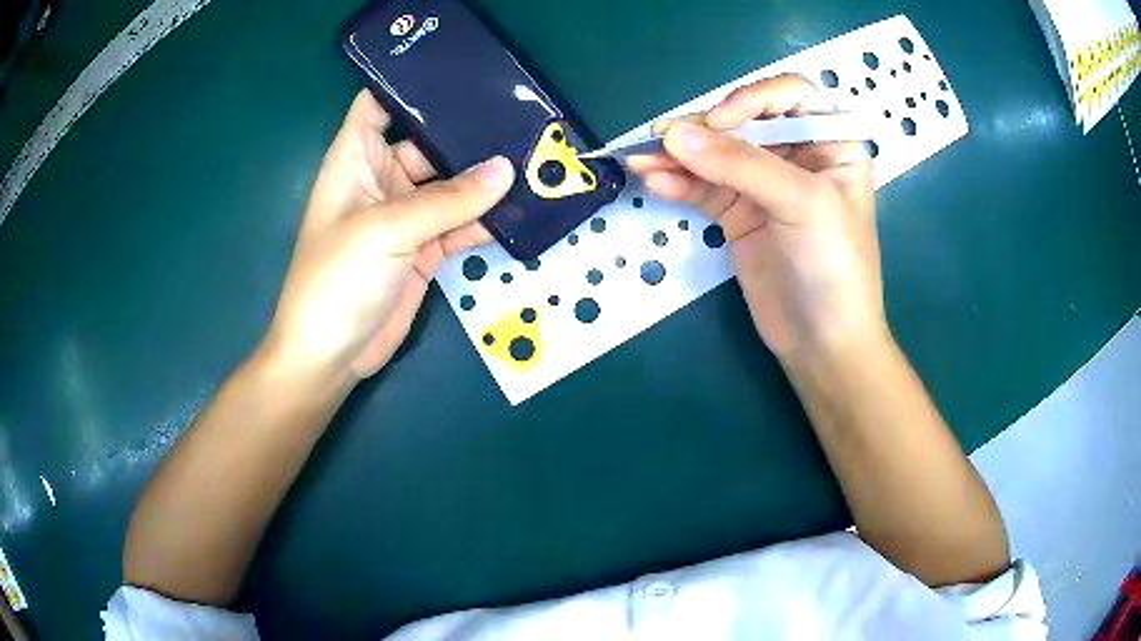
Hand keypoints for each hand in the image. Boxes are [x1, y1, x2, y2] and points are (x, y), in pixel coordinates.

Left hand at [263, 91, 513, 377]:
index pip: (379, 103)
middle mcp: (381, 178)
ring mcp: (405, 215)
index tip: (459, 69)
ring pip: (451, 185)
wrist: (331, 356)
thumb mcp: (386, 230)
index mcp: (356, 158)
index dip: (410, 82)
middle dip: (468, 132)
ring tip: (536, 157)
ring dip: (486, 179)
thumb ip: (448, 200)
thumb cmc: (336, 279)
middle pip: (428, 141)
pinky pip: (460, 224)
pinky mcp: (424, 249)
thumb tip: (508, 169)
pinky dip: (487, 218)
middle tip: (522, 116)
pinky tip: (523, 207)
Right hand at [627, 74, 883, 363]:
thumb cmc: (835, 266)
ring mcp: (764, 184)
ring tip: (639, 157)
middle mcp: (797, 155)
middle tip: (661, 138)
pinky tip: (654, 180)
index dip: (751, 98)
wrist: (822, 342)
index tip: (719, 122)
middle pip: (743, 120)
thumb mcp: (801, 204)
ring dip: (678, 154)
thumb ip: (740, 165)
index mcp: (830, 142)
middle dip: (703, 128)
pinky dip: (678, 182)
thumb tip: (672, 134)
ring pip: (716, 153)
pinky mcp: (738, 213)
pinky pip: (703, 187)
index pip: (788, 95)